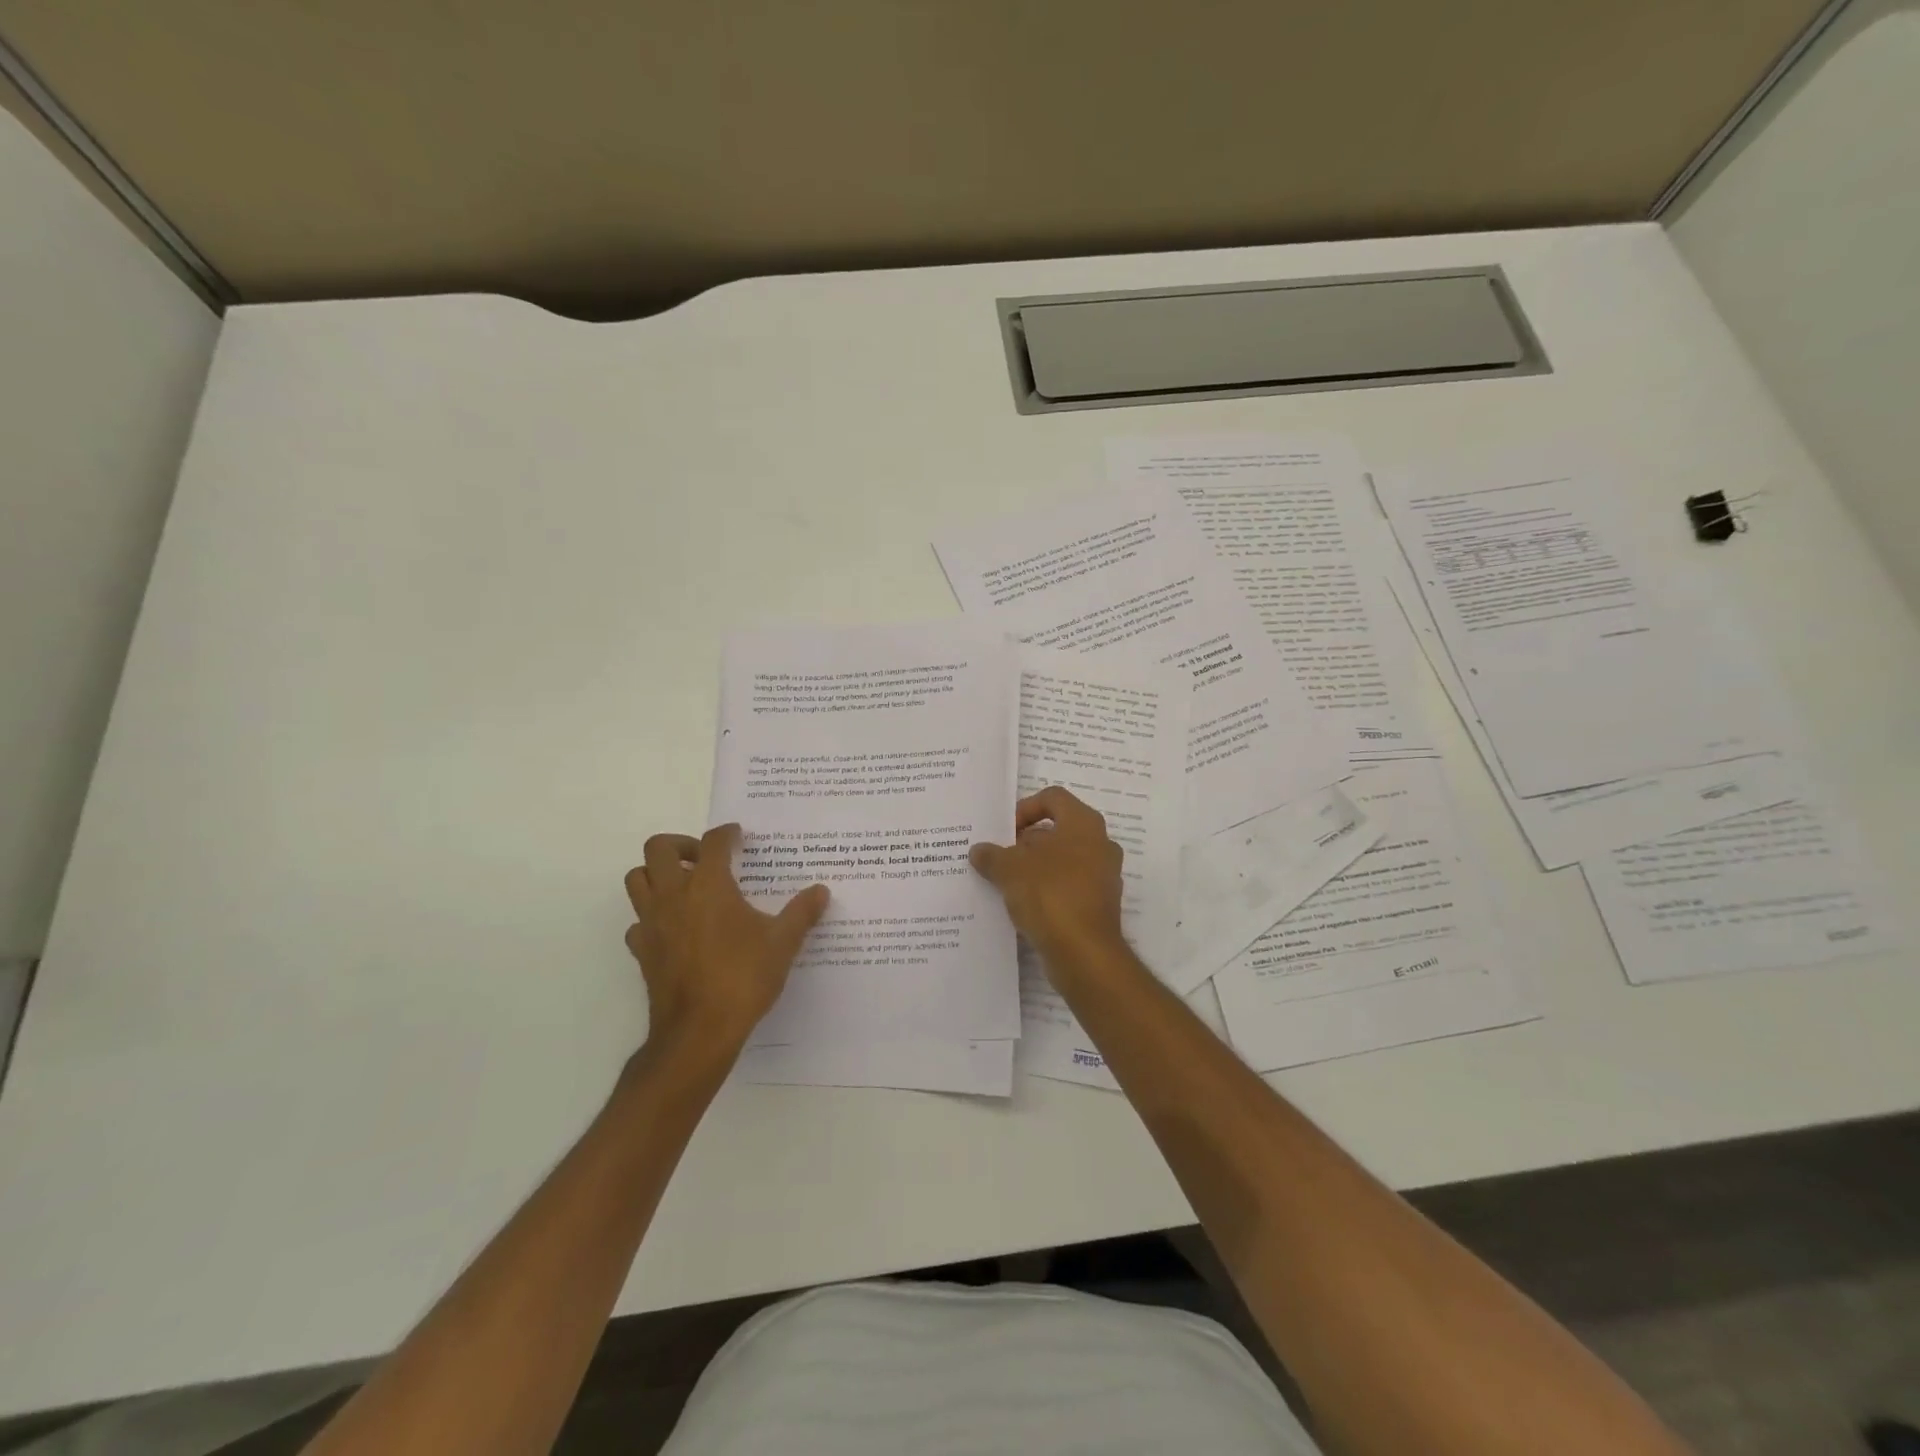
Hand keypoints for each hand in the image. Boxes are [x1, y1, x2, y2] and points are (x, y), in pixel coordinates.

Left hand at [623, 824, 829, 1054]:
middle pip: (658, 848)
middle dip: (681, 845)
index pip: (713, 842)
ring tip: (684, 887)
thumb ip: (802, 913)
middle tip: (704, 859)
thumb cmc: (743, 978)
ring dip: (657, 874)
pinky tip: (674, 929)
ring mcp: (652, 923)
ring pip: (637, 879)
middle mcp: (674, 895)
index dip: (727, 834)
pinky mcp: (642, 951)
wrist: (699, 1031)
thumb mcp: (783, 943)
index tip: (738, 837)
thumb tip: (821, 891)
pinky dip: (652, 916)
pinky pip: (637, 921)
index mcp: (709, 885)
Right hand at [969, 786, 1125, 963]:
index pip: (1053, 798)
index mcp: (1084, 824)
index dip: (1025, 809)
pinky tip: (1023, 906)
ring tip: (1006, 883)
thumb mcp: (1010, 870)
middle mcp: (1100, 844)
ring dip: (1035, 868)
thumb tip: (979, 851)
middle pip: (1057, 831)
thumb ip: (992, 856)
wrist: (1085, 954)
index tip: (1005, 832)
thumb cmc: (1050, 895)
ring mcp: (1103, 876)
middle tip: (1000, 858)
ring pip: (1063, 861)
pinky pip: (1068, 887)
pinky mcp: (1099, 905)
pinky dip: (1047, 891)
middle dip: (1026, 842)